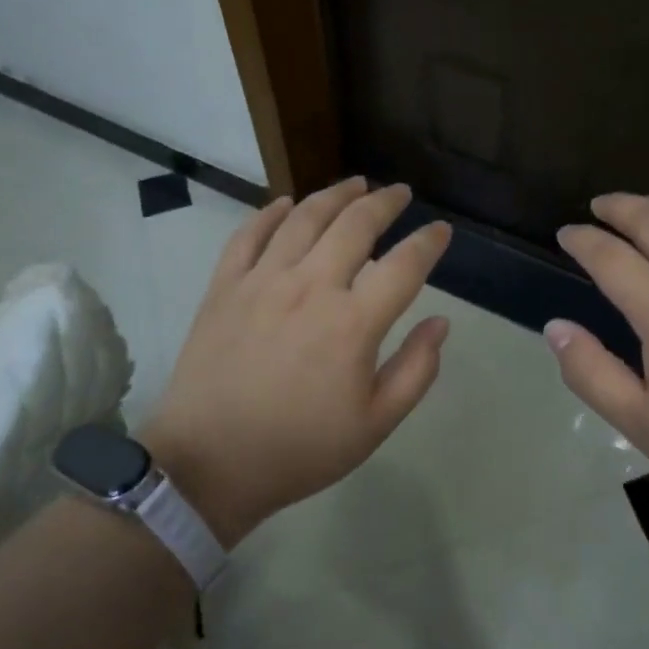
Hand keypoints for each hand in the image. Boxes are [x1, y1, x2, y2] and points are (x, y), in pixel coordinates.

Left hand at [140, 179, 451, 544]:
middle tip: (400, 192)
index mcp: (352, 323)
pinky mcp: (224, 287)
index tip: (440, 230)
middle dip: (384, 202)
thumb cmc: (299, 450)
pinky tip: (285, 203)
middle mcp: (310, 287)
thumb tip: (441, 323)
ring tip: (356, 184)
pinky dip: (270, 213)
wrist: (208, 465)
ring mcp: (262, 282)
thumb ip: (416, 371)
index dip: (428, 242)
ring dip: (335, 194)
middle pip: (355, 225)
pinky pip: (249, 235)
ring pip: (304, 218)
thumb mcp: (374, 425)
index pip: (404, 265)